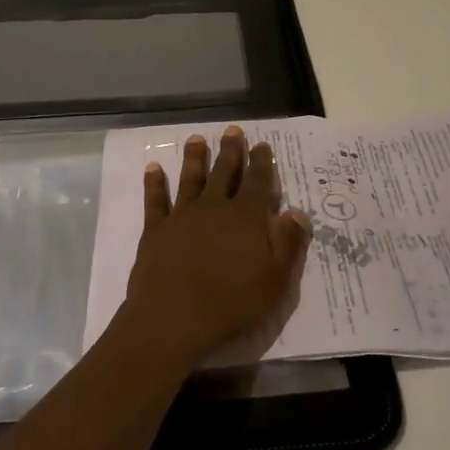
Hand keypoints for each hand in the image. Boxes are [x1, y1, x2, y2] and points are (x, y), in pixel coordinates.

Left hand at [121, 126, 311, 365]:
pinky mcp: (156, 231)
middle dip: (231, 151)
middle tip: (232, 130)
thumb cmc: (231, 303)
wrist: (173, 318)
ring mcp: (183, 216)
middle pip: (224, 173)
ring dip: (194, 158)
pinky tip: (153, 168)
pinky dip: (154, 183)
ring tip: (196, 138)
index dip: (262, 163)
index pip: (258, 183)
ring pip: (191, 179)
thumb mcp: (275, 280)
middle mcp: (215, 208)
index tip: (263, 145)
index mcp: (246, 218)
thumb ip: (288, 243)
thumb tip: (297, 212)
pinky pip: (156, 201)